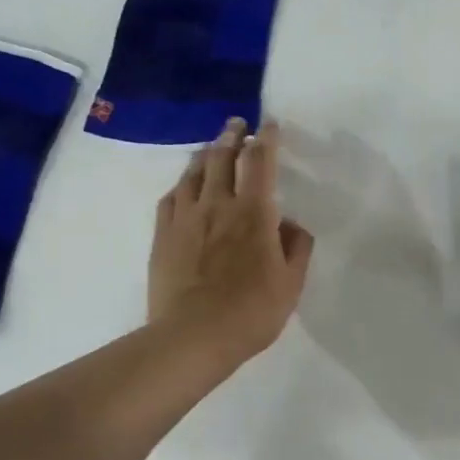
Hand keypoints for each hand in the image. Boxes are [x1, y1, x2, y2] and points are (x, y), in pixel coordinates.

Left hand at [148, 118, 314, 366]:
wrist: (193, 336)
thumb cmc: (251, 312)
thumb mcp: (291, 284)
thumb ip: (296, 248)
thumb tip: (290, 224)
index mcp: (254, 213)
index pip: (261, 162)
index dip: (267, 139)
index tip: (270, 125)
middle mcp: (218, 205)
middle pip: (223, 157)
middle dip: (233, 135)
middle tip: (237, 123)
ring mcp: (186, 218)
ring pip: (194, 172)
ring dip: (207, 153)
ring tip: (213, 147)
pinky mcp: (163, 235)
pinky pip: (171, 197)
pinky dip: (182, 184)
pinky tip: (185, 185)